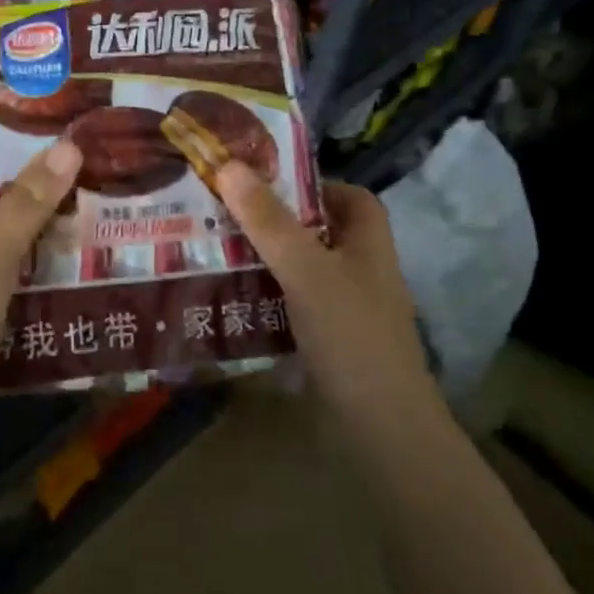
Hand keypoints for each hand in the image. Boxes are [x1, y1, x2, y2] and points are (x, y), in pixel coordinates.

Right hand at [216, 162, 441, 437]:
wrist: (380, 429)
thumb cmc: (351, 334)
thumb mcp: (306, 269)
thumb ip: (268, 220)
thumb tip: (228, 164)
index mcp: (368, 241)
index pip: (347, 195)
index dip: (310, 184)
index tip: (262, 182)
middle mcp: (360, 268)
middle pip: (315, 229)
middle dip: (272, 220)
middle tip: (222, 211)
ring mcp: (344, 306)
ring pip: (298, 267)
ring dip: (261, 258)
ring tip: (213, 246)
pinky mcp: (327, 339)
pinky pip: (290, 303)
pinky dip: (263, 295)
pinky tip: (227, 295)